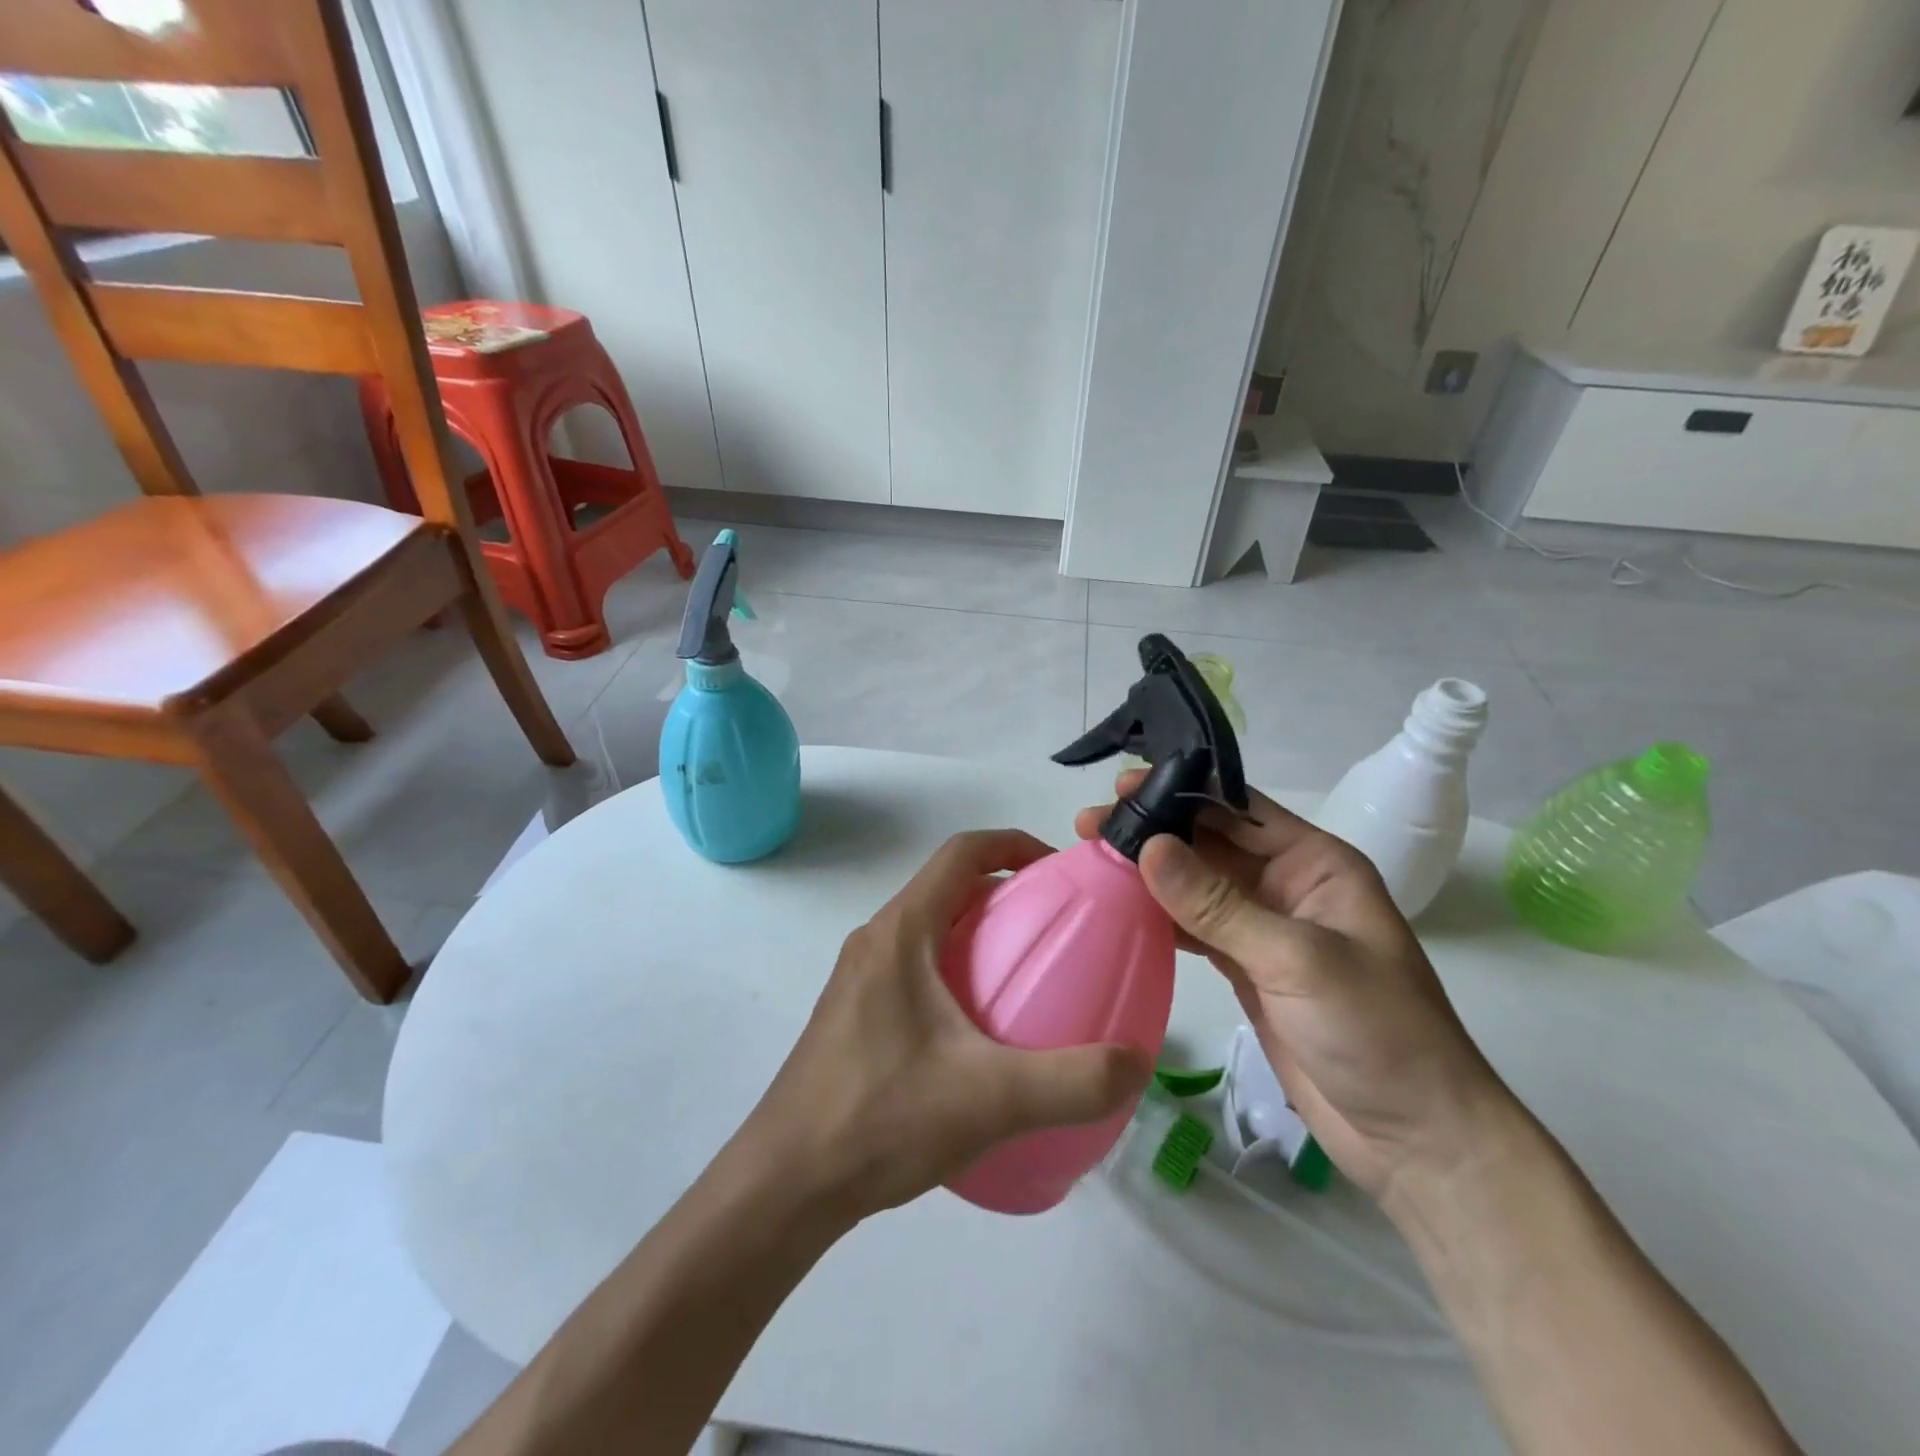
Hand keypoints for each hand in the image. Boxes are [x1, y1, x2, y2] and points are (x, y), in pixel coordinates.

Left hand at [740, 830, 1150, 1221]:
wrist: (785, 1184)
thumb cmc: (880, 1119)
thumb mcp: (989, 1099)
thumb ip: (1073, 1082)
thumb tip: (1137, 1063)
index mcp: (900, 932)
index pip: (960, 854)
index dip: (1014, 844)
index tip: (1061, 870)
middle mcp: (876, 941)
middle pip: (948, 888)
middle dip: (1006, 894)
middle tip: (1058, 930)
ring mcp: (860, 978)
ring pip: (930, 929)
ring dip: (980, 935)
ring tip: (1028, 979)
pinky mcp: (855, 1014)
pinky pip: (916, 967)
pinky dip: (957, 972)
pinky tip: (982, 1034)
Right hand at [1075, 773, 1516, 1207]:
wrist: (1413, 1138)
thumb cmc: (1376, 1031)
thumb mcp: (1297, 958)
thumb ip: (1218, 904)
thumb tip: (1149, 847)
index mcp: (1315, 863)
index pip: (1239, 809)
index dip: (1182, 791)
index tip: (1123, 786)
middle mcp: (1286, 885)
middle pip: (1209, 843)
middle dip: (1154, 830)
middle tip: (1090, 824)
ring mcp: (1263, 928)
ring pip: (1195, 885)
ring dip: (1148, 872)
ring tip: (1092, 859)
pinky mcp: (1244, 967)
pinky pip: (1194, 927)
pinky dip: (1158, 916)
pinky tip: (1119, 908)